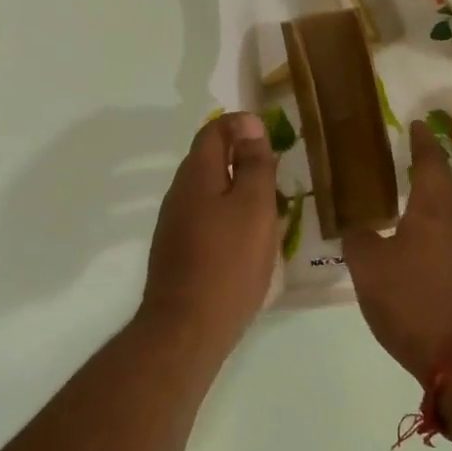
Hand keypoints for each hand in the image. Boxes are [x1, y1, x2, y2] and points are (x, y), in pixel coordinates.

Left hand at [139, 112, 280, 355]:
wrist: (188, 327)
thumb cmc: (229, 262)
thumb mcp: (253, 207)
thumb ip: (253, 164)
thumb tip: (248, 123)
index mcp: (196, 175)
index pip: (213, 131)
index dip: (241, 125)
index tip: (272, 135)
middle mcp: (178, 194)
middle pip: (208, 160)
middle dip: (241, 157)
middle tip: (277, 171)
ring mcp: (174, 224)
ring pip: (208, 191)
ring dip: (236, 188)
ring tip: (269, 204)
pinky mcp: (178, 251)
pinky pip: (205, 218)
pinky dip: (228, 215)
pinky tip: (247, 237)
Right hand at [343, 120, 451, 382]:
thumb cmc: (413, 301)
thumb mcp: (369, 267)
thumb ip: (358, 238)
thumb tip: (356, 224)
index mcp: (433, 211)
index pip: (430, 163)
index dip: (421, 142)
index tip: (416, 124)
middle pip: (446, 185)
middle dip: (430, 165)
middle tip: (410, 153)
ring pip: (449, 211)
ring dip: (432, 195)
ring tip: (407, 191)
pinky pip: (449, 235)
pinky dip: (432, 224)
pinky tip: (415, 237)